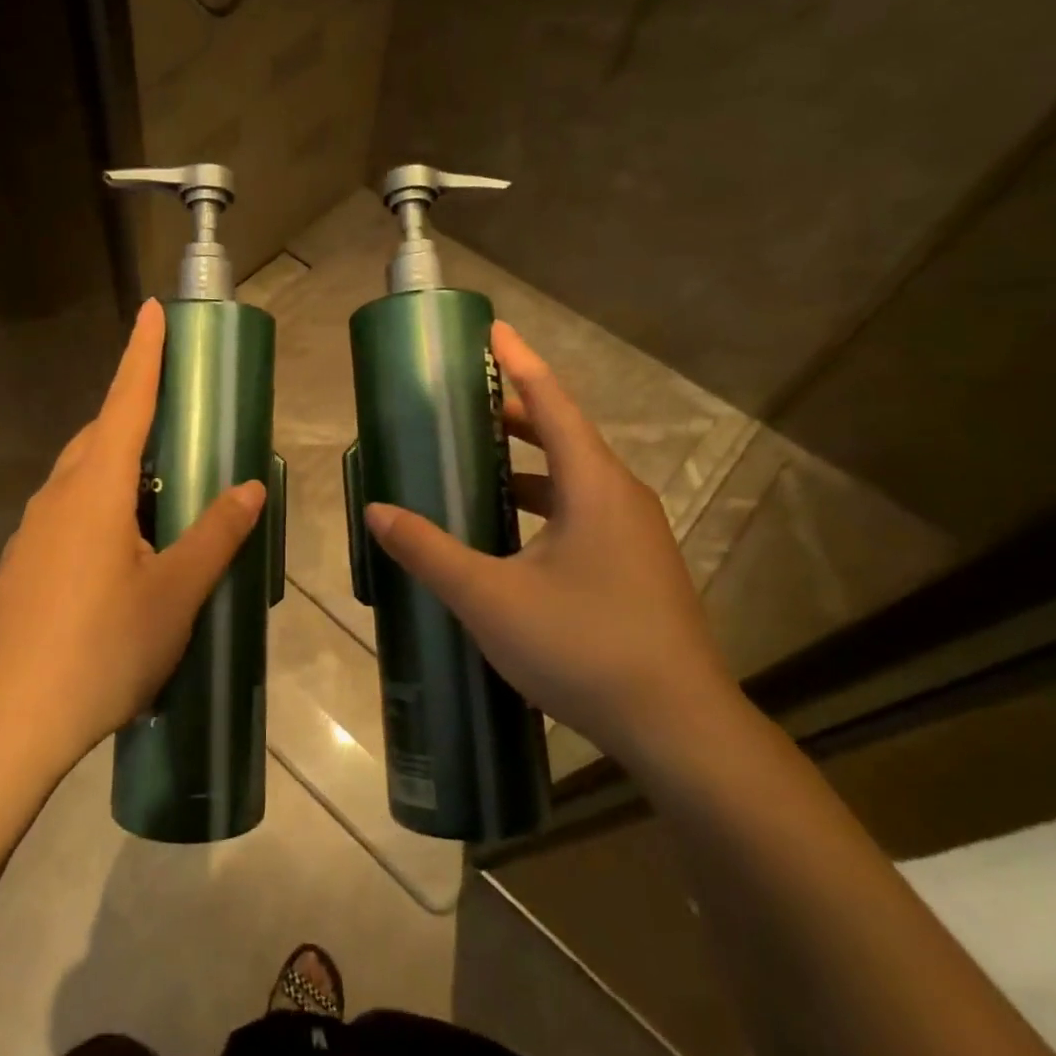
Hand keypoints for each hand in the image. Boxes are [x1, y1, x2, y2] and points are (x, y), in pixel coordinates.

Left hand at [0, 300, 265, 769]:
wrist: (3, 724)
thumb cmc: (99, 651)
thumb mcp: (174, 594)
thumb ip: (214, 535)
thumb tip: (250, 487)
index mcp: (94, 489)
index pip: (125, 402)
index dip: (143, 355)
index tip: (151, 311)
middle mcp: (57, 497)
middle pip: (99, 436)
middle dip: (136, 416)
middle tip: (181, 423)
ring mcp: (33, 533)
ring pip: (83, 479)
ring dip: (122, 469)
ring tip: (166, 494)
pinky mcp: (24, 567)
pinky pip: (71, 514)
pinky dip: (105, 509)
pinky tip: (130, 553)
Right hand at [363, 321, 732, 762]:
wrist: (678, 727)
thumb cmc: (583, 646)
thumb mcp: (490, 598)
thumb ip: (429, 551)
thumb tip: (376, 511)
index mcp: (593, 485)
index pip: (552, 402)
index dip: (520, 361)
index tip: (492, 329)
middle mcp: (620, 497)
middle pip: (564, 434)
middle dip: (514, 412)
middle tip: (464, 402)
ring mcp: (634, 534)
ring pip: (574, 477)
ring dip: (527, 461)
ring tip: (478, 461)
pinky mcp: (635, 567)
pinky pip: (582, 511)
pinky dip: (543, 501)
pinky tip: (511, 532)